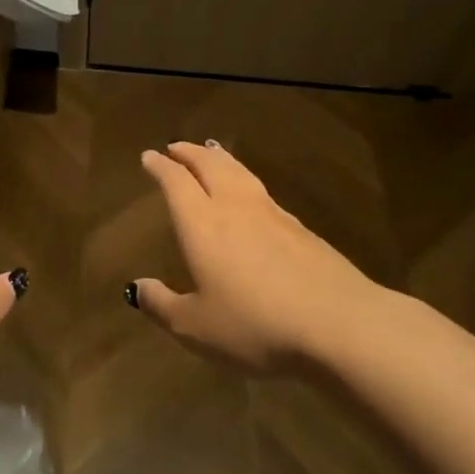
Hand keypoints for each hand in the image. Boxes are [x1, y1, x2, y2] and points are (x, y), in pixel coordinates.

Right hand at [131, 141, 379, 372]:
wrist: (338, 323)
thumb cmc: (255, 325)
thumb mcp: (196, 327)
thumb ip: (163, 305)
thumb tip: (136, 288)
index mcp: (202, 223)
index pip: (176, 182)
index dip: (161, 166)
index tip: (149, 156)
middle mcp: (234, 207)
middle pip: (210, 165)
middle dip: (190, 153)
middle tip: (176, 146)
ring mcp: (272, 214)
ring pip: (240, 172)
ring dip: (220, 158)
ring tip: (211, 151)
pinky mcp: (301, 228)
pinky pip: (262, 191)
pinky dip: (246, 180)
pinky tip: (251, 193)